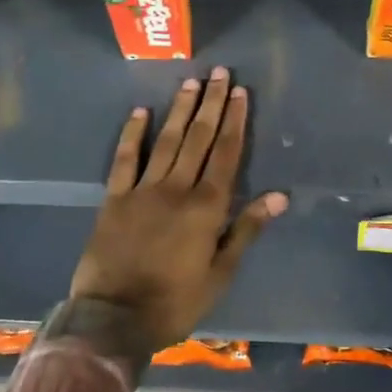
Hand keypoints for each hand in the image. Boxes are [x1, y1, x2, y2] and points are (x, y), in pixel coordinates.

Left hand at [70, 67, 287, 350]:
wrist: (113, 318)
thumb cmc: (174, 302)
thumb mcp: (220, 274)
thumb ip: (245, 230)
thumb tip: (278, 196)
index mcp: (206, 208)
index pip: (226, 154)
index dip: (235, 121)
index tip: (240, 93)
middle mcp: (176, 189)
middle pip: (199, 139)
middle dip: (211, 104)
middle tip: (220, 73)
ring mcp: (142, 190)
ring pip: (166, 141)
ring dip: (180, 110)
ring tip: (191, 83)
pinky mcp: (114, 198)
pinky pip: (125, 159)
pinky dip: (133, 134)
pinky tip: (141, 111)